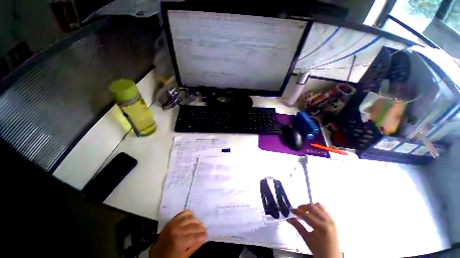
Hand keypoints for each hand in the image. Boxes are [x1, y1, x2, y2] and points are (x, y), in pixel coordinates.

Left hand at [149, 210, 206, 257]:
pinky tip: (192, 216)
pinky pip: (182, 213)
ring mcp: (173, 224)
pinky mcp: (171, 221)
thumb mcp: (183, 257)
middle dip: (201, 228)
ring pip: (189, 218)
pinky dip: (188, 213)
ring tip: (200, 224)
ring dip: (196, 220)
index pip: (196, 236)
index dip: (203, 235)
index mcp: (179, 241)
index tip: (207, 235)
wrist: (155, 255)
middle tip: (205, 230)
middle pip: (194, 226)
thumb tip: (204, 239)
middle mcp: (177, 229)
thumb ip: (194, 247)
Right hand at [288, 203, 339, 257]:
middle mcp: (327, 221)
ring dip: (309, 206)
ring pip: (318, 206)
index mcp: (321, 227)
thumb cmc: (318, 250)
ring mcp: (331, 219)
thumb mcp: (307, 239)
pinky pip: (323, 209)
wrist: (331, 257)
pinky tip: (311, 213)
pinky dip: (316, 208)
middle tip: (297, 210)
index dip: (297, 211)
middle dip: (303, 207)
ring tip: (304, 211)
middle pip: (312, 207)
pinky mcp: (332, 220)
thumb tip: (289, 219)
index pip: (306, 215)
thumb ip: (298, 226)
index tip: (291, 210)